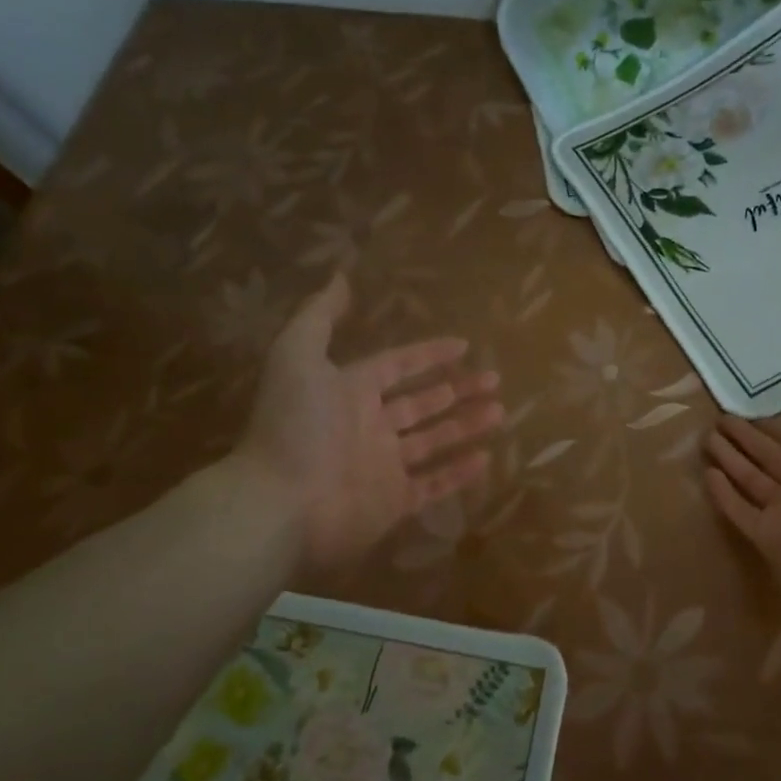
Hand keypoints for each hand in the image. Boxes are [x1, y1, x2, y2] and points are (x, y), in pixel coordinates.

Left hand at [236, 272, 502, 574]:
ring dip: (466, 426)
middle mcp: (369, 427)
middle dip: (457, 389)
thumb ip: (318, 317)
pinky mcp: (392, 503)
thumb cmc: (295, 426)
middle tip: (494, 379)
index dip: (428, 354)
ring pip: (433, 441)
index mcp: (349, 392)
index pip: (397, 366)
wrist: (280, 504)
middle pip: (422, 403)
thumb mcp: (296, 356)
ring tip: (499, 412)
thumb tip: (340, 276)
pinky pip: (432, 485)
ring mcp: (383, 467)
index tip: (464, 344)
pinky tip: (486, 458)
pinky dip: (458, 474)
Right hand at [703, 402, 780, 599]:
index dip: (772, 428)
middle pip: (768, 458)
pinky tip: (707, 474)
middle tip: (719, 421)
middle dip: (744, 439)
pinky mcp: (764, 533)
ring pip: (750, 480)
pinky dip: (724, 494)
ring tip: (706, 438)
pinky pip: (740, 510)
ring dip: (729, 459)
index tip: (748, 413)